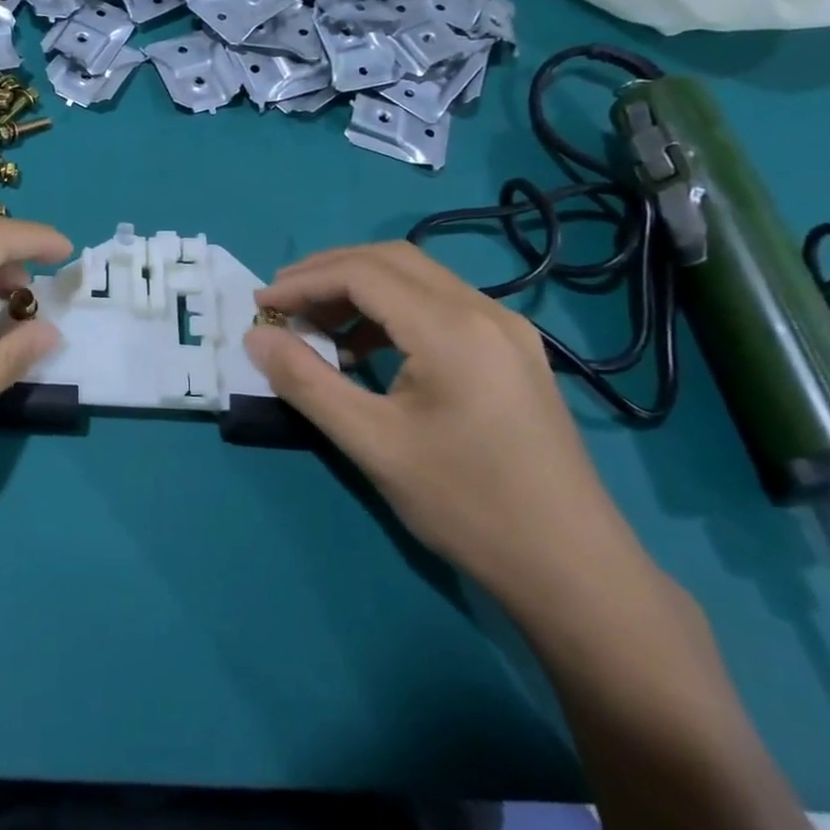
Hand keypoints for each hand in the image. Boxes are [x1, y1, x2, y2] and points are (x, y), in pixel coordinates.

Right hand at [243, 243, 657, 616]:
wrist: (573, 569)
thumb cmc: (466, 505)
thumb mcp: (371, 443)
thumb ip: (306, 382)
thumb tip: (256, 337)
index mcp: (452, 328)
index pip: (362, 274)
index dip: (303, 283)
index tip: (260, 306)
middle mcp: (485, 311)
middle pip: (391, 260)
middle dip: (327, 272)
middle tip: (281, 302)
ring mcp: (507, 329)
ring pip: (418, 279)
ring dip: (359, 290)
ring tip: (316, 326)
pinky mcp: (513, 352)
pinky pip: (441, 307)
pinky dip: (392, 312)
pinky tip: (367, 351)